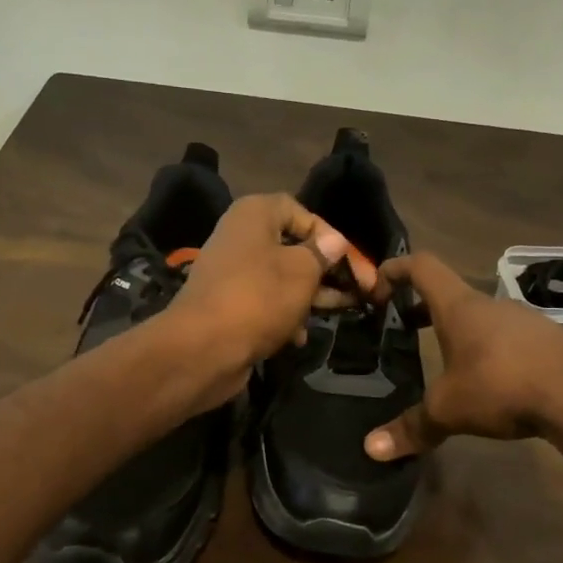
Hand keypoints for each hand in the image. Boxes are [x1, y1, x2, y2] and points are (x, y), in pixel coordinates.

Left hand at [159, 193, 372, 404]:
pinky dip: (285, 316)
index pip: (302, 213)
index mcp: (255, 215)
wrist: (202, 348)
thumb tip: (335, 242)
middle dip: (326, 271)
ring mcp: (232, 273)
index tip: (354, 264)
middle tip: (359, 292)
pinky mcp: (229, 305)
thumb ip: (323, 254)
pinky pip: (265, 303)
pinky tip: (299, 337)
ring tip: (339, 313)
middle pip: (294, 248)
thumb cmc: (258, 298)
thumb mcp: (302, 271)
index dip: (331, 237)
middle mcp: (240, 237)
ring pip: (282, 279)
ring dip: (309, 297)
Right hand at [362, 251, 562, 460]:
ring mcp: (524, 322)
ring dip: (460, 333)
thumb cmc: (502, 385)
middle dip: (424, 310)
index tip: (376, 286)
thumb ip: (412, 427)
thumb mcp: (449, 410)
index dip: (395, 269)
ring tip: (446, 363)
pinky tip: (490, 383)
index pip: (421, 267)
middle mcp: (490, 306)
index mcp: (459, 308)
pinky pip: (509, 340)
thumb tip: (371, 450)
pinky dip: (490, 352)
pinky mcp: (549, 342)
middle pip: (451, 295)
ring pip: (482, 319)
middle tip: (404, 331)